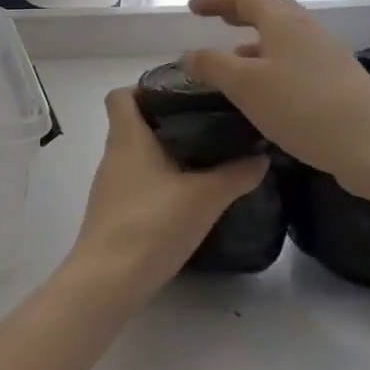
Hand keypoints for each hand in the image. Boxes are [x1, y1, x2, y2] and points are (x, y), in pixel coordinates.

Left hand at [64, 88, 268, 299]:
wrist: (109, 281)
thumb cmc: (151, 224)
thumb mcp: (204, 197)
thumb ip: (235, 174)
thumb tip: (261, 156)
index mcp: (127, 137)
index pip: (120, 95)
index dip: (144, 89)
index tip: (179, 95)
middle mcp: (113, 155)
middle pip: (132, 124)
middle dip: (166, 122)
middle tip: (206, 126)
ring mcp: (110, 187)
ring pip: (135, 156)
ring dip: (164, 154)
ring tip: (204, 160)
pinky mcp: (113, 214)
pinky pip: (136, 184)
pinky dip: (158, 183)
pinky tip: (186, 198)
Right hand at [183, 0, 369, 193]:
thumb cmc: (303, 108)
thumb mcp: (245, 86)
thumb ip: (213, 65)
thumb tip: (190, 53)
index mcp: (283, 22)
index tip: (193, 8)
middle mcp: (307, 29)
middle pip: (270, 10)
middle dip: (241, 13)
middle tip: (219, 22)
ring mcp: (328, 54)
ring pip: (286, 36)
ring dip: (258, 41)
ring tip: (236, 59)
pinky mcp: (340, 80)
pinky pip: (298, 59)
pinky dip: (274, 63)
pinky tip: (269, 92)